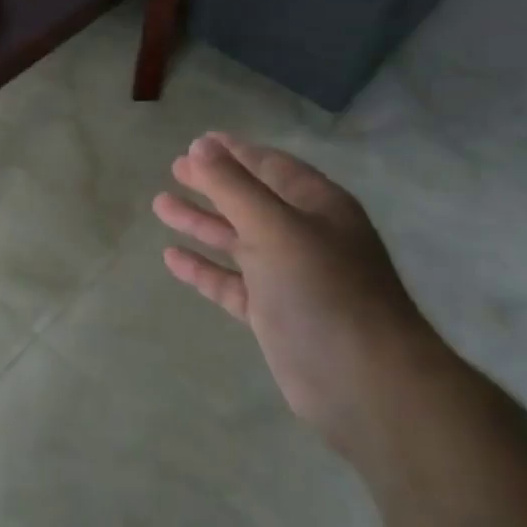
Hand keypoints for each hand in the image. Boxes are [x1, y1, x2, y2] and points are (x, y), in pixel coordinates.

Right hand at [153, 132, 436, 445]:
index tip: (198, 141)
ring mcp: (289, 277)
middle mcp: (305, 236)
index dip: (234, 152)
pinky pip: (231, 282)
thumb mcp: (274, 227)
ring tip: (160, 204)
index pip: (270, 166)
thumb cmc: (322, 290)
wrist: (365, 384)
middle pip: (250, 200)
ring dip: (201, 222)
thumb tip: (200, 145)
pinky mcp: (273, 314)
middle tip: (174, 168)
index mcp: (317, 206)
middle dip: (213, 184)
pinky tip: (171, 256)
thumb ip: (233, 186)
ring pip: (237, 240)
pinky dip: (204, 268)